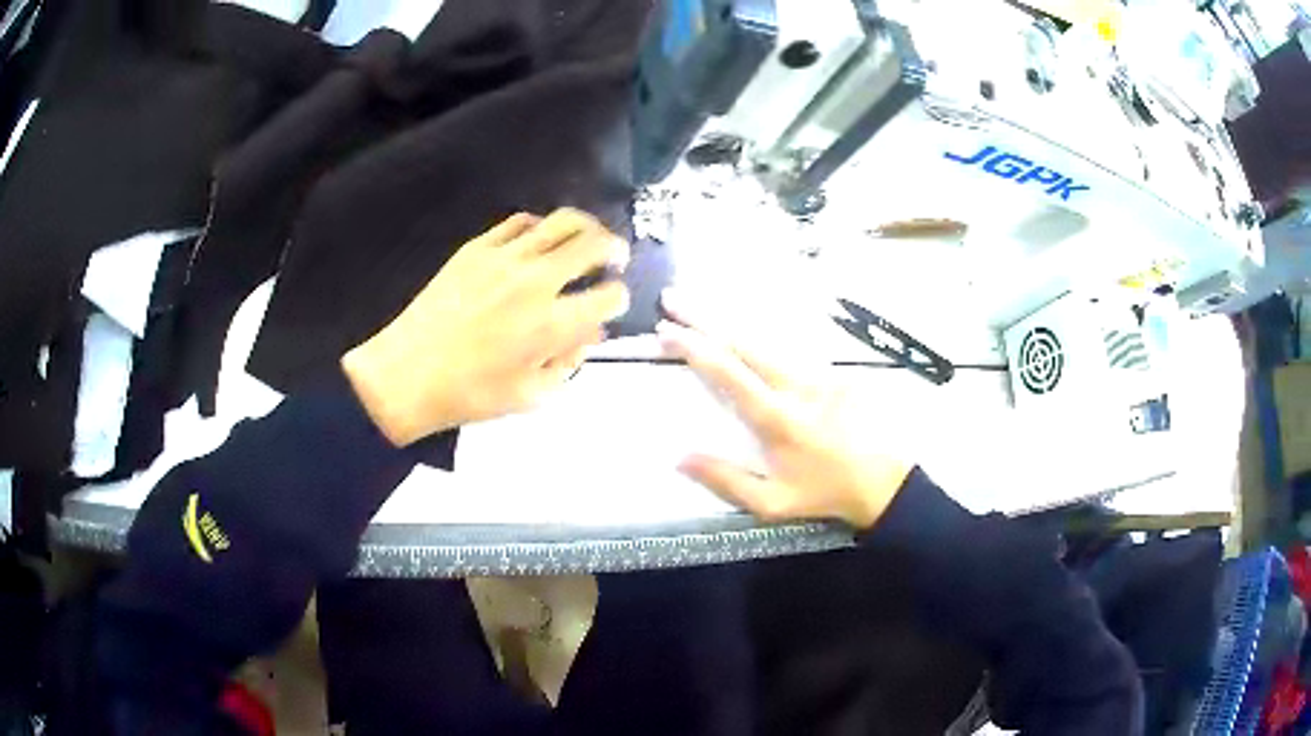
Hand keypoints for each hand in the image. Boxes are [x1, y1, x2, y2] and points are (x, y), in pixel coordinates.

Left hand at [342, 209, 630, 445]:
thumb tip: (592, 332)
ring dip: (585, 228)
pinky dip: (540, 227)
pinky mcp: (478, 247)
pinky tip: (538, 241)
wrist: (408, 374)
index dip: (619, 298)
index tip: (613, 303)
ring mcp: (505, 258)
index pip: (610, 296)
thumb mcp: (532, 395)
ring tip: (585, 238)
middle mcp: (536, 282)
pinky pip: (521, 221)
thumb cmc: (471, 395)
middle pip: (595, 244)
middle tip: (615, 258)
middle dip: (615, 249)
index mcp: (553, 325)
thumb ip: (571, 361)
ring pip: (563, 221)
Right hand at [657, 290, 911, 529]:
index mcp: (777, 417)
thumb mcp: (773, 502)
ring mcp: (817, 373)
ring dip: (728, 319)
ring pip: (765, 337)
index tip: (665, 331)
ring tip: (698, 304)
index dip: (694, 348)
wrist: (882, 481)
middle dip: (703, 317)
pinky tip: (742, 324)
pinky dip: (757, 332)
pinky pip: (786, 346)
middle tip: (671, 298)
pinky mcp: (831, 371)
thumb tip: (678, 457)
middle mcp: (796, 384)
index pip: (729, 372)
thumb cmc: (824, 493)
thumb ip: (726, 480)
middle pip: (743, 341)